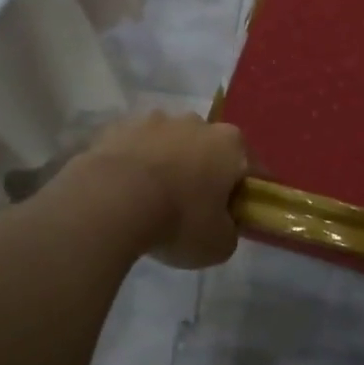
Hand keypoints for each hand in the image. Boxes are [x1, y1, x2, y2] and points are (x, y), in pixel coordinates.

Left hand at [73, 111, 249, 268]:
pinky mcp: (118, 127)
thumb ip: (229, 230)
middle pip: (209, 149)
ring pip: (170, 144)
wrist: (111, 201)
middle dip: (205, 172)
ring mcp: (154, 120)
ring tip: (152, 200)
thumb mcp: (218, 244)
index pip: (252, 168)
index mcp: (230, 145)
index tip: (239, 214)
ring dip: (168, 164)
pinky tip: (125, 192)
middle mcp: (196, 122)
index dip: (248, 193)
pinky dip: (135, 165)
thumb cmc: (178, 220)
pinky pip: (135, 148)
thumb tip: (223, 224)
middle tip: (194, 208)